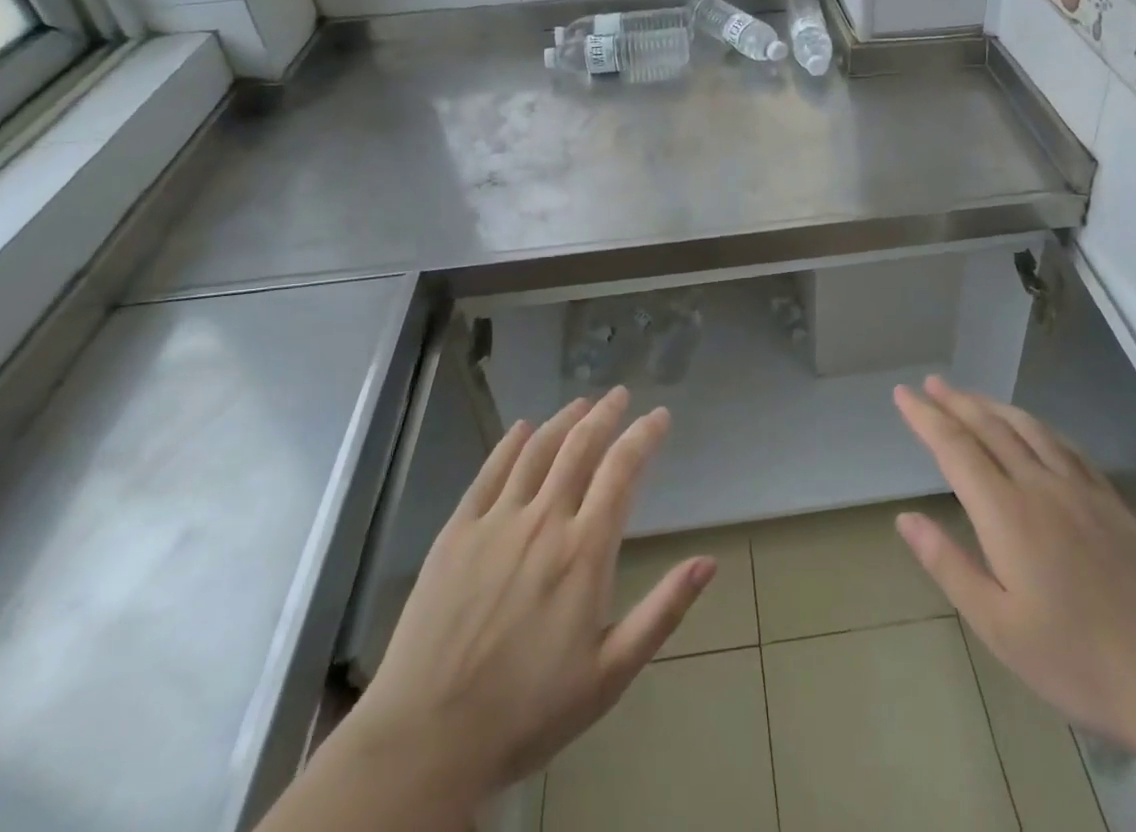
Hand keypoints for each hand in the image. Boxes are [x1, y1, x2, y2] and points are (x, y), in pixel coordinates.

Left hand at [340, 388, 715, 811]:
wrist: (427, 740)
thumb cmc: (529, 711)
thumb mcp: (610, 674)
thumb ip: (663, 611)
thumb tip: (709, 562)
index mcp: (584, 551)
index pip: (622, 470)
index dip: (644, 435)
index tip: (660, 416)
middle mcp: (544, 521)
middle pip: (580, 446)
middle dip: (606, 414)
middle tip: (621, 395)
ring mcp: (496, 522)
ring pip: (537, 450)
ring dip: (564, 420)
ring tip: (582, 402)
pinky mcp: (457, 532)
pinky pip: (489, 472)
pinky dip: (510, 443)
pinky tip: (522, 428)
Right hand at [892, 376, 1135, 755]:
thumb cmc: (1076, 660)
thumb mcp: (997, 626)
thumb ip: (949, 565)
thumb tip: (905, 518)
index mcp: (1006, 513)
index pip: (955, 448)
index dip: (926, 418)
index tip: (903, 394)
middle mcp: (1040, 486)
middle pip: (989, 427)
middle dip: (955, 402)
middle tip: (930, 384)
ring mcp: (1080, 489)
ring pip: (1028, 429)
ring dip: (993, 406)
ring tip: (970, 396)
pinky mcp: (1110, 501)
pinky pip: (1065, 446)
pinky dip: (1037, 426)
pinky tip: (1032, 428)